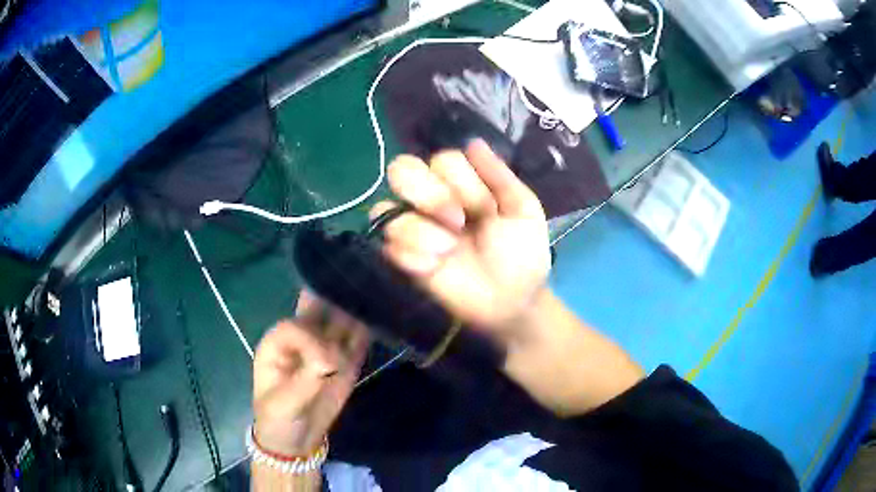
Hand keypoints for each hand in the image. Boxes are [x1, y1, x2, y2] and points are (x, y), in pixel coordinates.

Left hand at [252, 290, 368, 455]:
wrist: (296, 441)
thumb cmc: (277, 419)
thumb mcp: (284, 404)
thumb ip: (306, 380)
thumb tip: (331, 360)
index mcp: (278, 343)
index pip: (296, 327)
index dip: (312, 340)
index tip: (327, 366)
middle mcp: (302, 339)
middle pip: (317, 311)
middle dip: (334, 300)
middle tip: (356, 290)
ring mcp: (325, 349)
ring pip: (340, 323)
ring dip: (354, 313)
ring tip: (373, 299)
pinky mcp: (345, 362)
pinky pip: (356, 342)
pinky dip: (365, 332)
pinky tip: (378, 318)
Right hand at [370, 140, 549, 334]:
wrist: (511, 302)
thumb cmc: (521, 255)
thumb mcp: (522, 211)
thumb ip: (499, 176)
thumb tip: (474, 142)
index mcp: (461, 185)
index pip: (442, 160)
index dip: (462, 182)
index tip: (487, 210)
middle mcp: (431, 200)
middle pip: (401, 169)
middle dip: (430, 194)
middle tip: (457, 222)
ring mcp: (414, 229)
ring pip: (386, 207)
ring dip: (421, 231)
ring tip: (447, 252)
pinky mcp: (402, 259)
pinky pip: (387, 244)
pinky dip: (411, 255)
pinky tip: (434, 268)